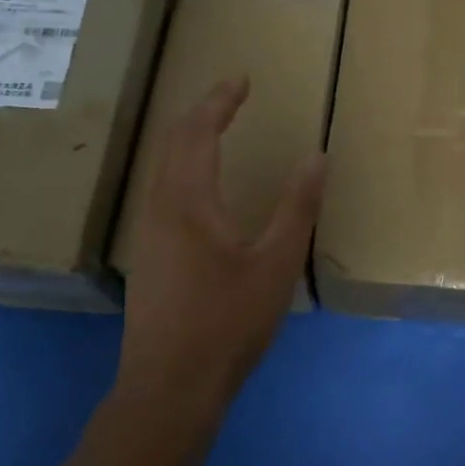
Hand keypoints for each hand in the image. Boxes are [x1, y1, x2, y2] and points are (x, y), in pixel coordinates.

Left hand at [117, 78, 326, 412]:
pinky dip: (183, 168)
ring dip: (189, 140)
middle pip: (173, 142)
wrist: (169, 386)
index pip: (198, 130)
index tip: (242, 80)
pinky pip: (162, 191)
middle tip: (231, 97)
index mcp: (188, 199)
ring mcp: (147, 233)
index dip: (220, 100)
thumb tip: (317, 156)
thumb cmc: (227, 323)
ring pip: (163, 167)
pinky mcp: (148, 256)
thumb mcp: (275, 265)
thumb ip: (296, 208)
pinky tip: (201, 190)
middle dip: (202, 112)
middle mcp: (158, 206)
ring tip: (217, 131)